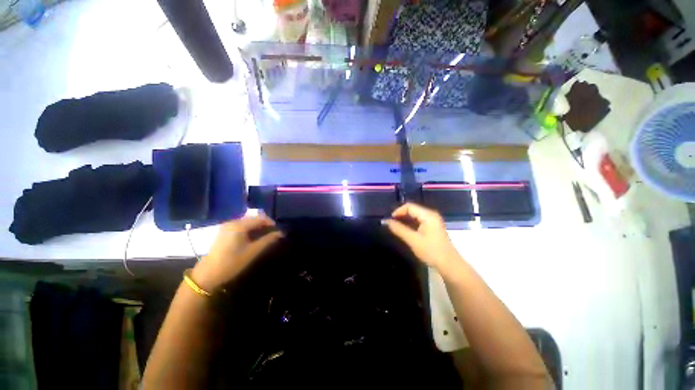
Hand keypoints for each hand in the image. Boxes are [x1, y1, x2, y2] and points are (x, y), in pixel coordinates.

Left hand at [192, 215, 282, 290]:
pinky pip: (241, 226)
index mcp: (239, 225)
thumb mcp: (252, 251)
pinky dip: (250, 229)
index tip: (278, 231)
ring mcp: (227, 226)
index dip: (271, 223)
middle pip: (253, 218)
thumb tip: (280, 233)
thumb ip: (267, 240)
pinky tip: (253, 238)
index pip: (260, 218)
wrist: (207, 274)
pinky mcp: (224, 231)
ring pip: (247, 222)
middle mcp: (233, 222)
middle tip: (272, 234)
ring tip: (265, 237)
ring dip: (257, 227)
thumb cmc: (231, 263)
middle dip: (265, 225)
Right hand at [385, 203, 463, 273]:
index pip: (409, 206)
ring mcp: (432, 221)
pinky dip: (410, 224)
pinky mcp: (432, 227)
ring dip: (404, 220)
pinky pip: (418, 221)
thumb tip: (385, 221)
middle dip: (400, 215)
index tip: (390, 220)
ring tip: (395, 227)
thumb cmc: (431, 251)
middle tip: (391, 224)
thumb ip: (399, 229)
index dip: (398, 211)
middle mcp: (431, 215)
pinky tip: (405, 230)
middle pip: (412, 209)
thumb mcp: (413, 240)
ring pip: (415, 215)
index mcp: (428, 215)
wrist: (449, 265)